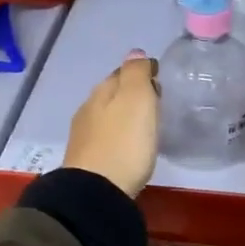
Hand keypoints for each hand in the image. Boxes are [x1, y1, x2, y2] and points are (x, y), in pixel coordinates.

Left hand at [63, 51, 159, 198]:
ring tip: (146, 126)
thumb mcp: (136, 99)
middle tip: (156, 103)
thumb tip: (135, 52)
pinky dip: (118, 136)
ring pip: (107, 116)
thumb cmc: (124, 142)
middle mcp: (88, 110)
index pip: (121, 72)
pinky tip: (128, 147)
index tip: (160, 80)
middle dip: (132, 94)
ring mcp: (84, 137)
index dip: (141, 73)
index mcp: (101, 92)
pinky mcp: (87, 162)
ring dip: (124, 117)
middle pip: (112, 94)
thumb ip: (136, 73)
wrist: (96, 193)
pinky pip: (106, 138)